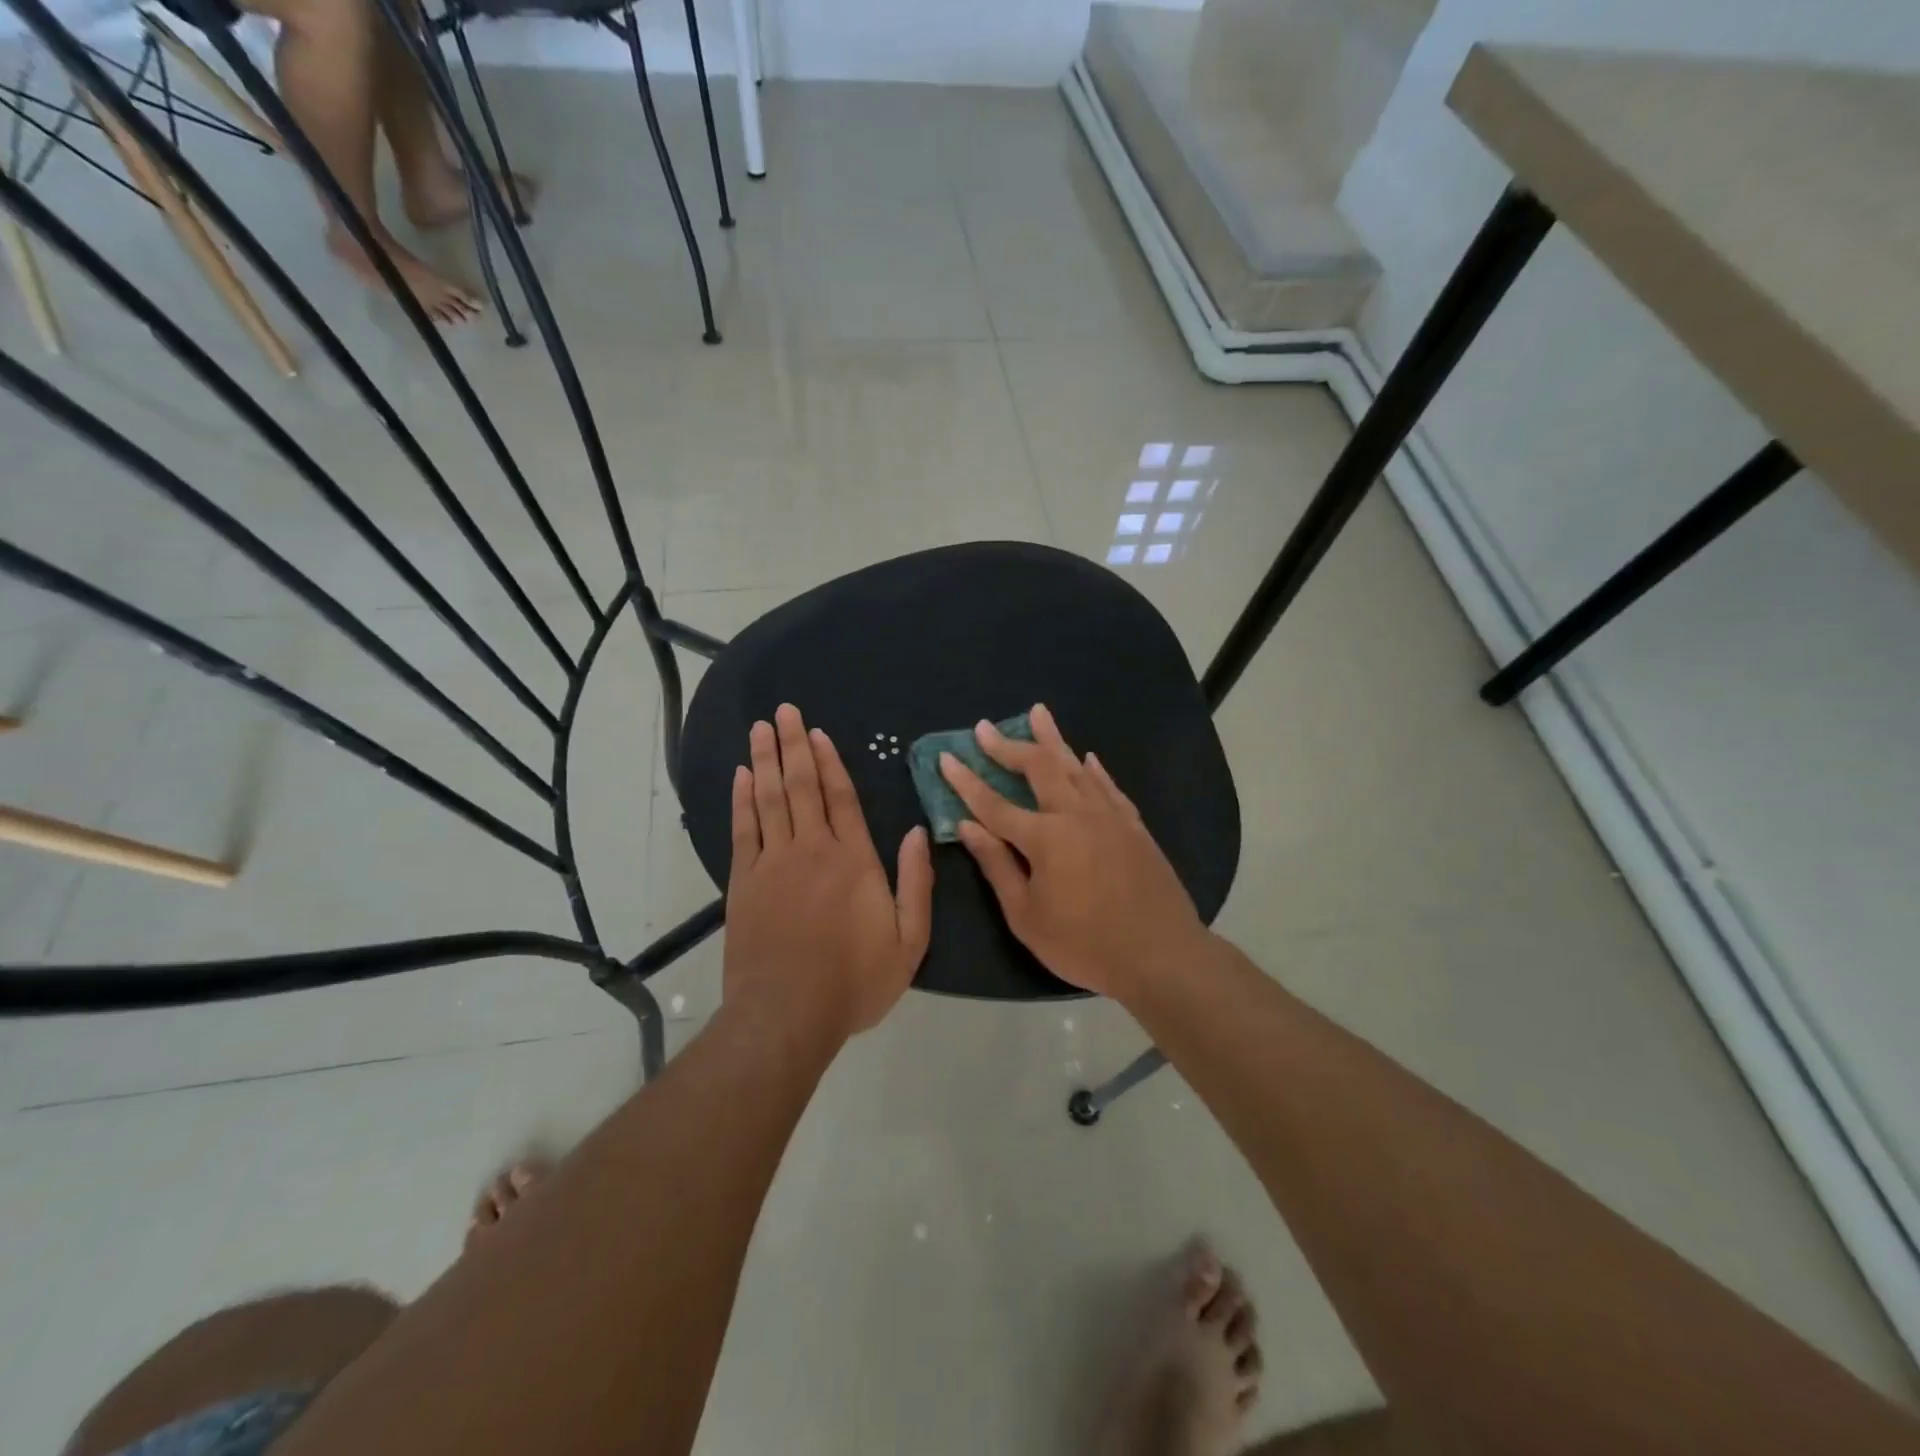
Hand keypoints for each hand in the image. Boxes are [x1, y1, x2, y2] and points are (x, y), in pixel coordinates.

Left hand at [724, 703, 933, 1043]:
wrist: (787, 1017)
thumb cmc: (855, 982)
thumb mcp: (909, 942)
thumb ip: (916, 884)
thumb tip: (917, 833)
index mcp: (854, 861)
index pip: (841, 798)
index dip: (830, 761)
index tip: (819, 733)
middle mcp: (811, 850)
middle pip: (801, 786)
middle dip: (794, 745)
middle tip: (784, 710)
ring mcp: (773, 864)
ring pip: (769, 799)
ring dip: (765, 761)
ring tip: (761, 728)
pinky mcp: (743, 883)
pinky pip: (743, 830)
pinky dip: (742, 800)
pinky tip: (741, 776)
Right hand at [939, 703, 1207, 999]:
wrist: (1162, 955)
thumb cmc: (1085, 945)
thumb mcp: (1027, 916)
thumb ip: (997, 866)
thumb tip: (966, 826)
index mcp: (1045, 838)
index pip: (994, 803)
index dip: (966, 781)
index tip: (946, 757)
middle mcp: (1076, 814)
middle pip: (1038, 768)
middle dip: (1008, 746)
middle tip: (985, 728)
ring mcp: (1110, 816)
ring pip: (1075, 766)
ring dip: (1052, 739)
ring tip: (1037, 713)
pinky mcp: (1134, 826)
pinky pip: (1108, 786)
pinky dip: (1093, 769)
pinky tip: (1087, 758)